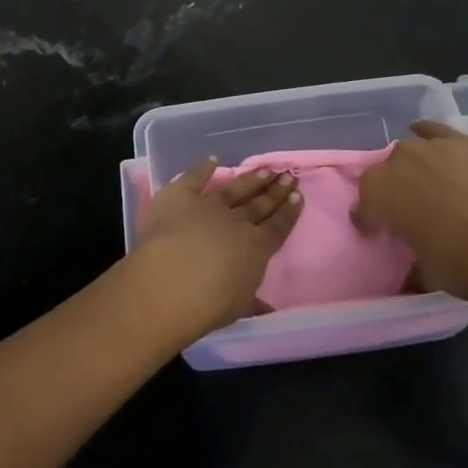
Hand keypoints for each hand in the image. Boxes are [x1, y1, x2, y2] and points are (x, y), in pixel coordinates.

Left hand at [133, 159, 302, 333]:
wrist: (170, 281)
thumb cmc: (209, 303)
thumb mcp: (238, 306)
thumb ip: (253, 301)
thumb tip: (268, 307)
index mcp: (255, 248)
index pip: (278, 226)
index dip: (289, 211)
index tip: (298, 195)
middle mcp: (236, 222)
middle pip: (260, 204)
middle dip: (275, 190)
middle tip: (288, 176)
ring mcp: (208, 205)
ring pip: (234, 189)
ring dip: (250, 179)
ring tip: (265, 169)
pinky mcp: (180, 196)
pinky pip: (194, 178)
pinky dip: (203, 168)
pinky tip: (213, 159)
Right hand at [355, 121, 467, 309]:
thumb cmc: (457, 265)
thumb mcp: (420, 270)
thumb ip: (407, 255)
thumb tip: (409, 263)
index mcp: (377, 194)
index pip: (364, 203)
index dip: (371, 218)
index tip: (381, 232)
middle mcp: (396, 162)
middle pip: (386, 172)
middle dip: (393, 189)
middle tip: (411, 209)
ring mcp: (430, 147)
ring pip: (410, 151)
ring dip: (413, 166)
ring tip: (430, 183)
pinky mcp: (461, 141)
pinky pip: (436, 130)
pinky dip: (429, 133)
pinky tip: (430, 139)